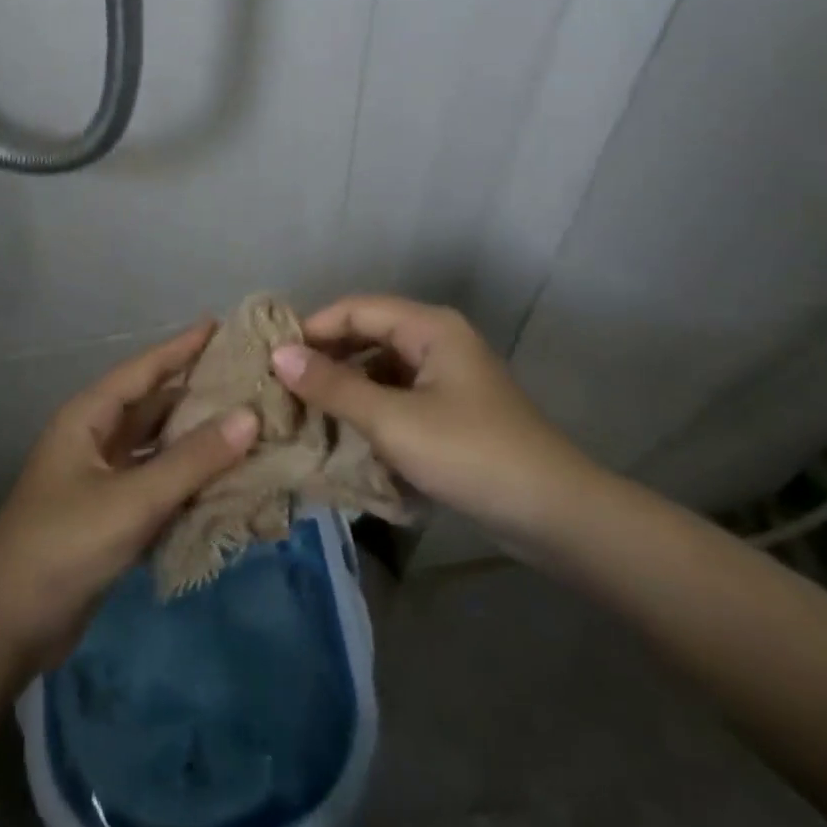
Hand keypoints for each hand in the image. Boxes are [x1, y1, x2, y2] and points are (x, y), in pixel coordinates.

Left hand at [0, 321, 258, 669]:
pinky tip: (224, 481)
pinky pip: (157, 484)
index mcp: (89, 417)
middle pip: (153, 405)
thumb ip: (192, 460)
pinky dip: (187, 481)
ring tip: (248, 425)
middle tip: (249, 380)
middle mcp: (95, 439)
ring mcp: (101, 479)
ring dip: (196, 440)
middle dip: (197, 393)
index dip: (182, 346)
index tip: (222, 325)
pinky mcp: (110, 517)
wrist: (5, 628)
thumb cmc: (63, 545)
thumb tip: (249, 416)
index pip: (144, 369)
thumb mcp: (132, 499)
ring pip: (157, 447)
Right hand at [271, 295, 603, 552]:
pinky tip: (344, 433)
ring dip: (345, 386)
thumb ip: (335, 386)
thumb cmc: (470, 454)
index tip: (271, 357)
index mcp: (428, 327)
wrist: (555, 516)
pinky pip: (397, 396)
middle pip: (368, 335)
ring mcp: (446, 377)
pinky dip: (369, 409)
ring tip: (303, 411)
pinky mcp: (451, 411)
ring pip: (381, 368)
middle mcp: (437, 341)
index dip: (313, 328)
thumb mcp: (393, 421)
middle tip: (281, 386)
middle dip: (326, 358)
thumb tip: (279, 355)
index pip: (355, 309)